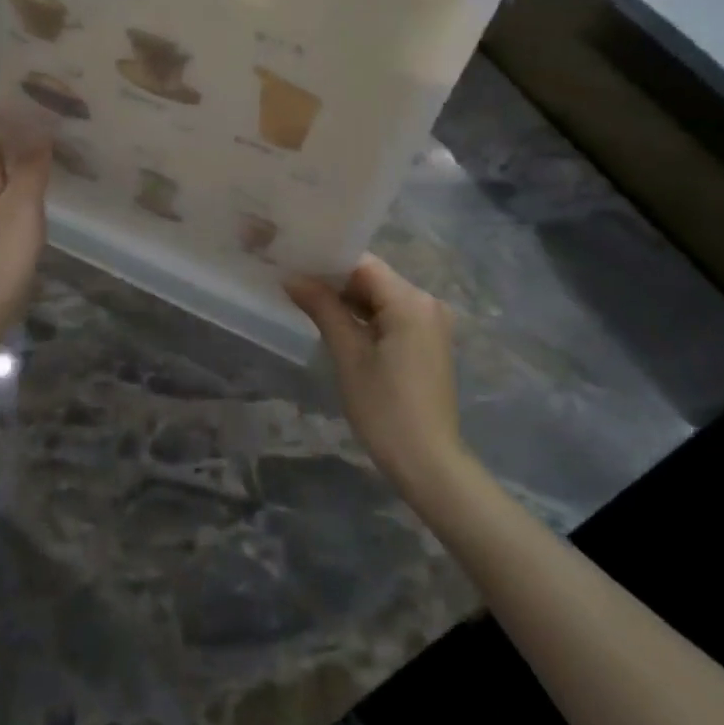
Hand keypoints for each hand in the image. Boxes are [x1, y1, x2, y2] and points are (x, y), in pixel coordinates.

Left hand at [0, 102, 53, 351]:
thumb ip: (30, 167)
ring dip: (18, 154)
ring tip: (54, 143)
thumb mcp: (21, 209)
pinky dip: (19, 181)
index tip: (28, 87)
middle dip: (13, 125)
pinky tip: (42, 189)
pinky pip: (0, 194)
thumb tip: (37, 125)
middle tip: (52, 112)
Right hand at [285, 255, 465, 496]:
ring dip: (348, 299)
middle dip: (334, 280)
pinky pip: (392, 314)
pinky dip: (365, 316)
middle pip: (373, 278)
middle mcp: (427, 302)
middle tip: (293, 280)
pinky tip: (336, 321)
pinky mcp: (428, 340)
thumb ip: (322, 308)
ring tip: (306, 298)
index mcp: (411, 300)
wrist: (429, 463)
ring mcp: (431, 322)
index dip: (326, 261)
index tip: (293, 262)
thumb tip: (292, 277)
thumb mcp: (348, 355)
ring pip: (381, 296)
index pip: (362, 264)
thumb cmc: (384, 408)